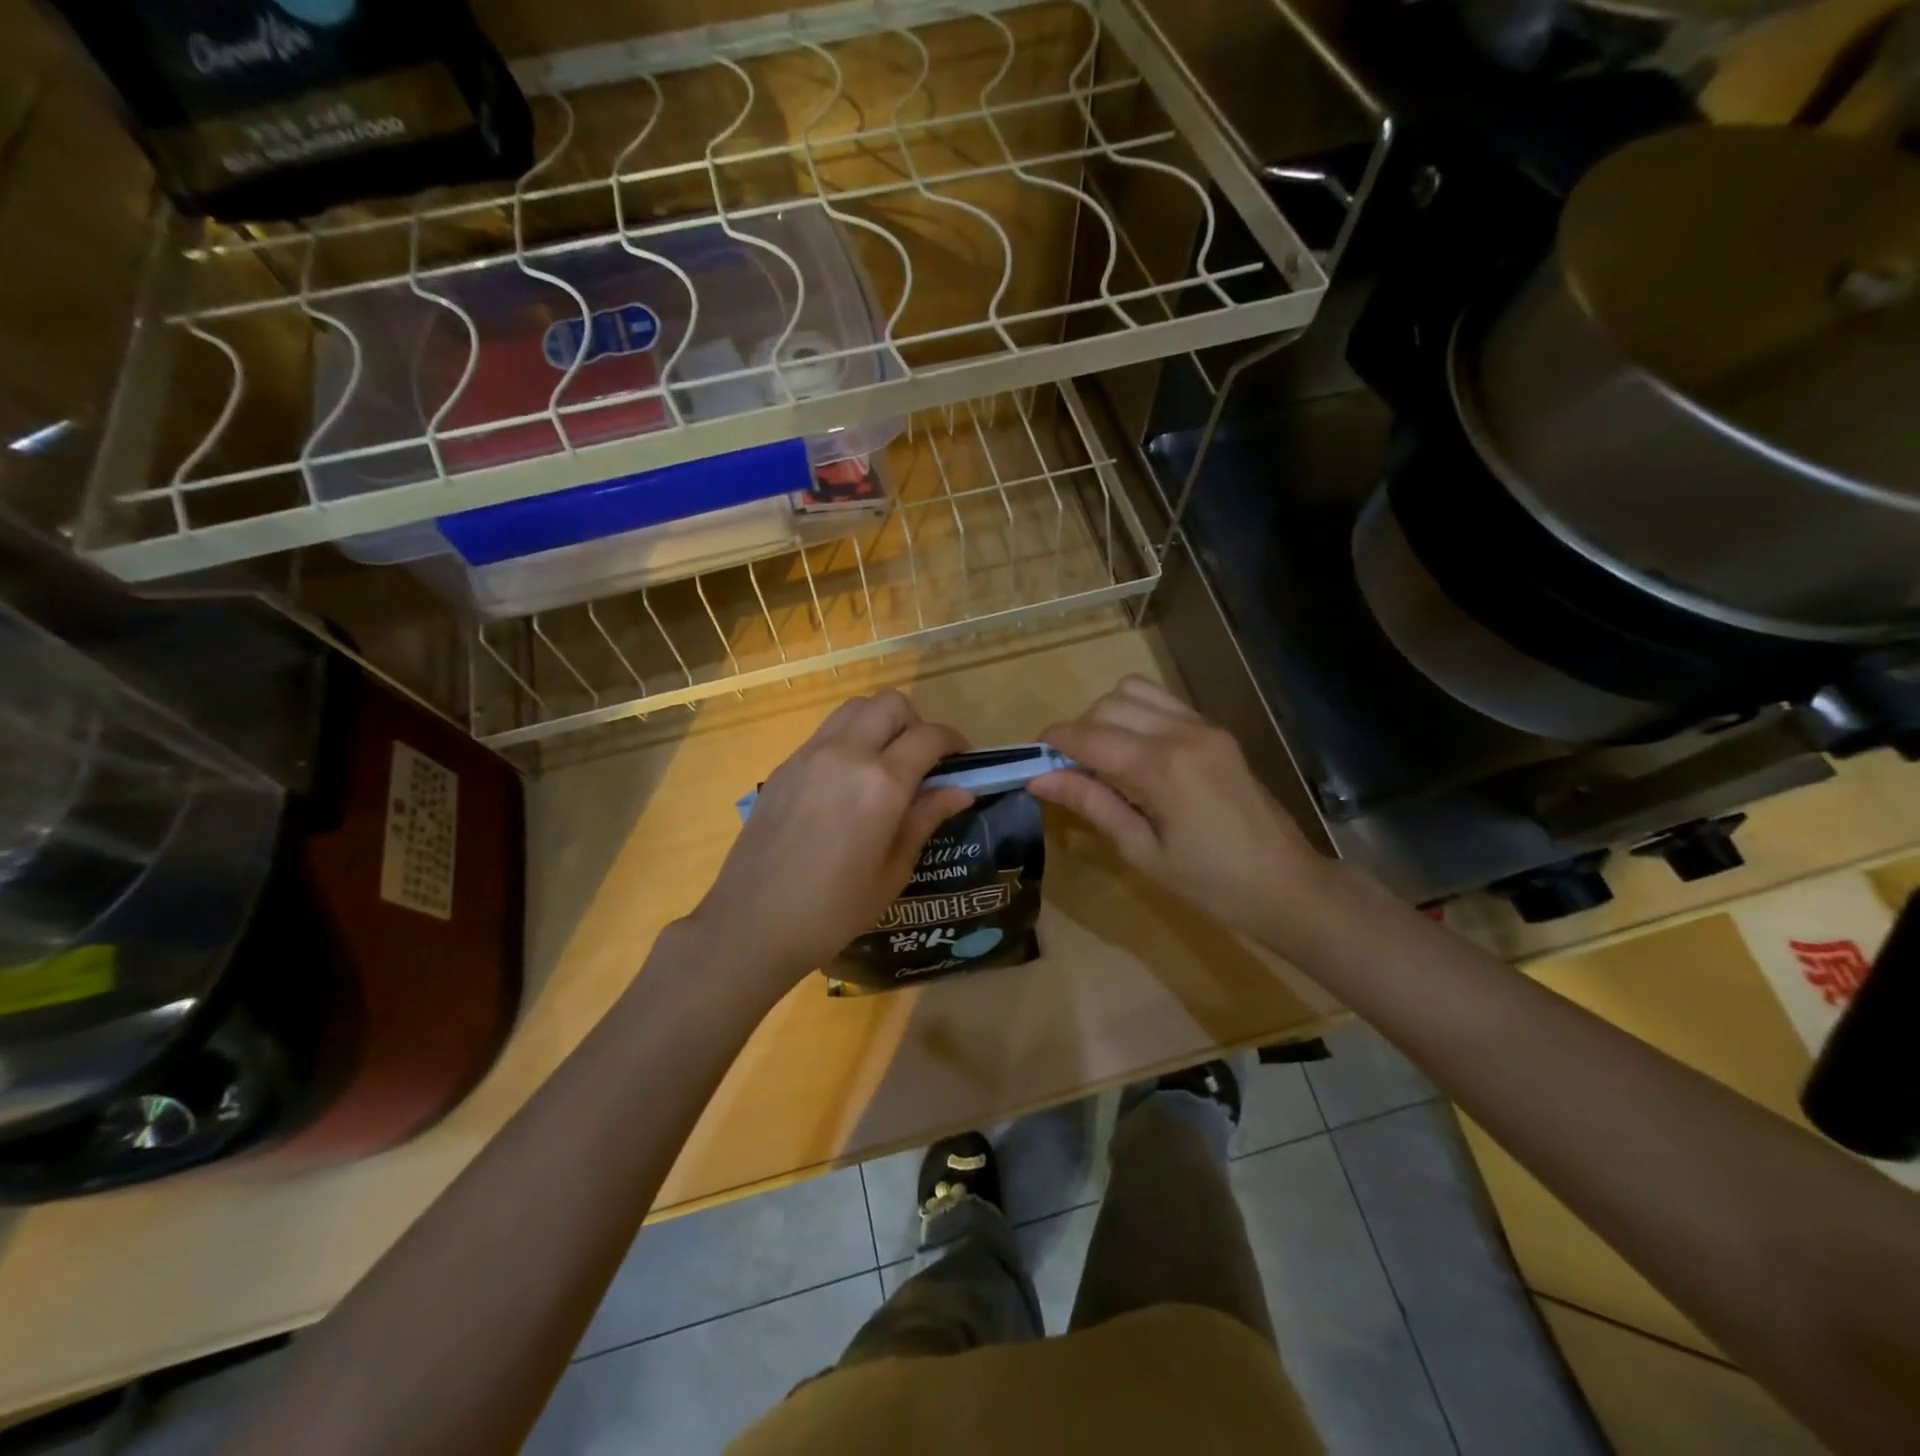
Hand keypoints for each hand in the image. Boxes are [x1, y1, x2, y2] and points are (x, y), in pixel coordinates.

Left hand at [687, 691, 972, 989]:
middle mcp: (846, 754)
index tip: (962, 761)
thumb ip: (925, 819)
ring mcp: (810, 755)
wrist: (752, 923)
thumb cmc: (833, 910)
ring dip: (880, 723)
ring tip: (885, 764)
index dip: (954, 742)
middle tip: (921, 761)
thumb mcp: (892, 872)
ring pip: (855, 708)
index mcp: (881, 784)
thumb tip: (961, 791)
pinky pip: (827, 732)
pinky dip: (849, 739)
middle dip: (916, 723)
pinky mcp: (785, 766)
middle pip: (891, 704)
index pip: (929, 736)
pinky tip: (847, 782)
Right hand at [1031, 675, 1333, 946]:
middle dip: (1080, 729)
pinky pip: (1164, 703)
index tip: (1032, 757)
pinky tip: (1134, 751)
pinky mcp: (1217, 732)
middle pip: (1110, 704)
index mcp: (1162, 766)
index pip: (1091, 736)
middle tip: (1068, 769)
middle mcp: (1182, 733)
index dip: (1055, 742)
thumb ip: (1091, 804)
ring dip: (1108, 715)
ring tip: (1101, 756)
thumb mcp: (1142, 851)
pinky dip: (1137, 714)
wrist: (1286, 885)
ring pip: (1136, 692)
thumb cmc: (1209, 883)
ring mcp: (1204, 727)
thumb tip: (1039, 780)